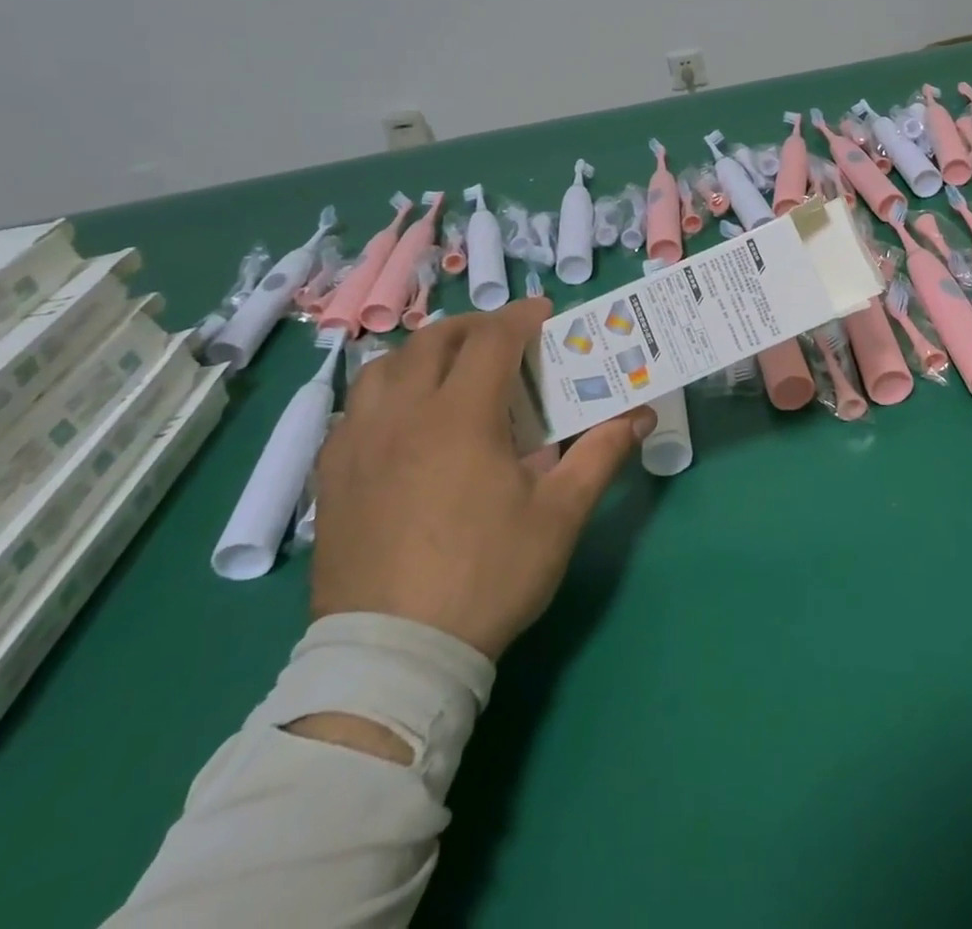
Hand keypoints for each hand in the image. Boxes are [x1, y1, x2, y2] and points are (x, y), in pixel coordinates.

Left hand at [308, 300, 654, 660]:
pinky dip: (385, 394)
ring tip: (449, 372)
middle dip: (474, 328)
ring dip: (422, 354)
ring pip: (383, 368)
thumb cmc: (488, 575)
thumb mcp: (560, 515)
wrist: (395, 657)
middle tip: (503, 341)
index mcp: (460, 416)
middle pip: (433, 342)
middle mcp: (402, 415)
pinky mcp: (330, 478)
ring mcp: (357, 445)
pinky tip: (402, 423)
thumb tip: (640, 415)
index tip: (544, 314)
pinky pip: (353, 409)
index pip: (492, 339)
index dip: (521, 316)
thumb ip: (601, 454)